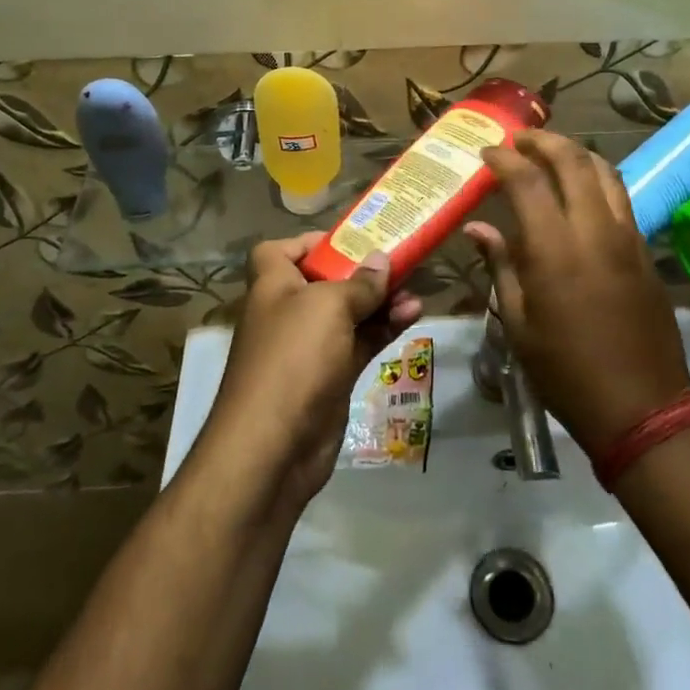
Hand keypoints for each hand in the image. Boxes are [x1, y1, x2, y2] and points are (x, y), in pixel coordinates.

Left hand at [199, 235, 424, 511]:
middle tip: (398, 261)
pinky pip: (360, 343)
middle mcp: (288, 312)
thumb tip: (381, 260)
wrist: (273, 448)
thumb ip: (359, 283)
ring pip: (349, 313)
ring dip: (381, 300)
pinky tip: (413, 316)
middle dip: (361, 271)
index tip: (348, 240)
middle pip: (325, 281)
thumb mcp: (328, 307)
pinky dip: (384, 329)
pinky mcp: (330, 377)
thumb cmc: (293, 357)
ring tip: (416, 290)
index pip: (279, 250)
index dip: (310, 242)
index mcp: (273, 285)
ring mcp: (310, 347)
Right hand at [465, 132, 689, 450]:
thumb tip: (478, 228)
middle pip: (572, 160)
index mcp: (554, 249)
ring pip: (604, 171)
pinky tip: (581, 190)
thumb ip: (501, 265)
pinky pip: (621, 197)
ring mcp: (626, 236)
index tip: (486, 153)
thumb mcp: (519, 323)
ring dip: (575, 153)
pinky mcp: (645, 250)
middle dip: (542, 141)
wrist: (642, 407)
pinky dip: (597, 179)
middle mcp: (594, 230)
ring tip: (551, 153)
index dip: (503, 159)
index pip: (526, 180)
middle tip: (519, 140)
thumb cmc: (566, 371)